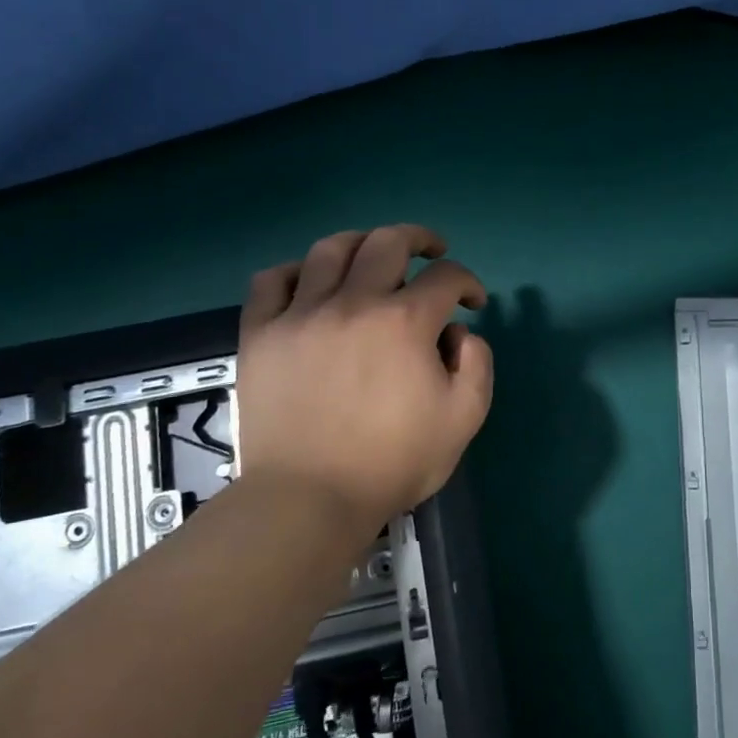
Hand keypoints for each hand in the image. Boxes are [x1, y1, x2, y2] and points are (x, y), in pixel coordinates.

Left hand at [236, 225, 492, 536]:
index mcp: (405, 322)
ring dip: (361, 242)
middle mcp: (354, 303)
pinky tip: (309, 282)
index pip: (447, 277)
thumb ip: (476, 364)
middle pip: (388, 242)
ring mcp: (302, 314)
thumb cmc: (392, 462)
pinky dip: (294, 270)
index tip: (472, 302)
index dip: (468, 283)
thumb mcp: (463, 418)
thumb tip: (458, 332)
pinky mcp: (261, 333)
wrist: (309, 498)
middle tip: (432, 252)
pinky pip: (271, 280)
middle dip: (420, 239)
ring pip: (330, 249)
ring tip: (372, 255)